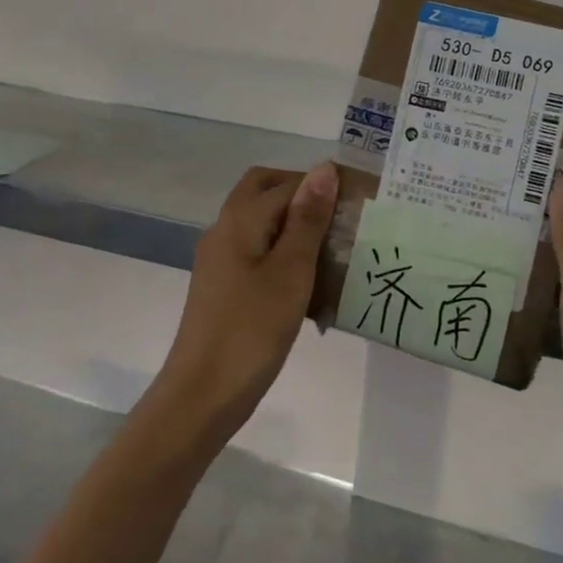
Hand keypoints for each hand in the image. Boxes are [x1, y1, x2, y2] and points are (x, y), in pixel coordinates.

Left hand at [157, 163, 337, 444]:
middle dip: (302, 196)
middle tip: (340, 218)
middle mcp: (224, 231)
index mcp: (239, 221)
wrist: (203, 394)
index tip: (359, 202)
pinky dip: (283, 252)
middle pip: (263, 192)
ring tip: (334, 249)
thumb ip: (308, 219)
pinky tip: (309, 280)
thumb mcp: (291, 272)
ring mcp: (220, 259)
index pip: (285, 183)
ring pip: (260, 222)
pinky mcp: (223, 285)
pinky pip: (256, 251)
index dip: (321, 185)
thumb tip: (324, 168)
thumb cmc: (252, 330)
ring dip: (294, 225)